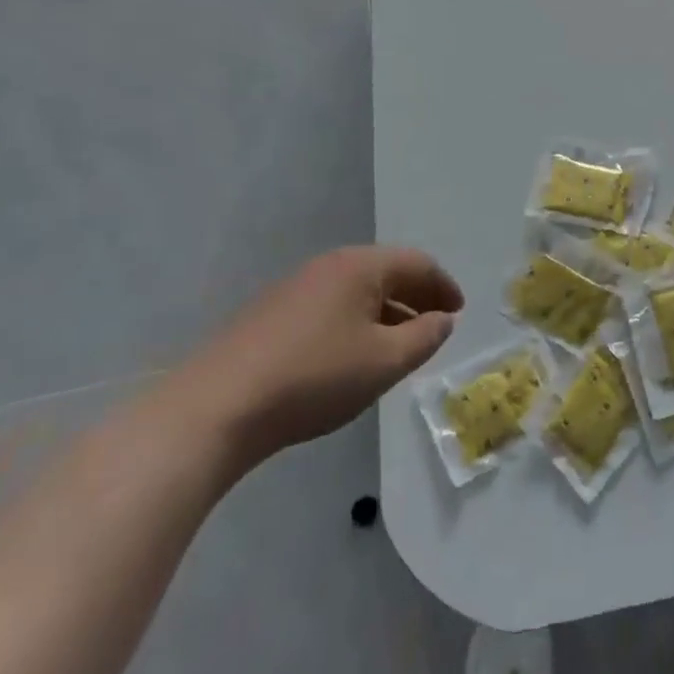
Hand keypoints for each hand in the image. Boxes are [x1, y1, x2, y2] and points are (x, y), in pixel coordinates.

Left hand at [175, 246, 462, 466]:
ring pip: (357, 292)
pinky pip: (330, 307)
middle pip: (386, 273)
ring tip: (399, 345)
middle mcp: (329, 265)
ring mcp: (295, 288)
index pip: (418, 264)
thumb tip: (444, 319)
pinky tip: (351, 356)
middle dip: (416, 297)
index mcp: (361, 266)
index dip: (444, 286)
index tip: (459, 312)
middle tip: (435, 326)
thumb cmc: (314, 377)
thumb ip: (424, 337)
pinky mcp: (270, 315)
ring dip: (386, 312)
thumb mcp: (384, 362)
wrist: (214, 409)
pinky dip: (355, 322)